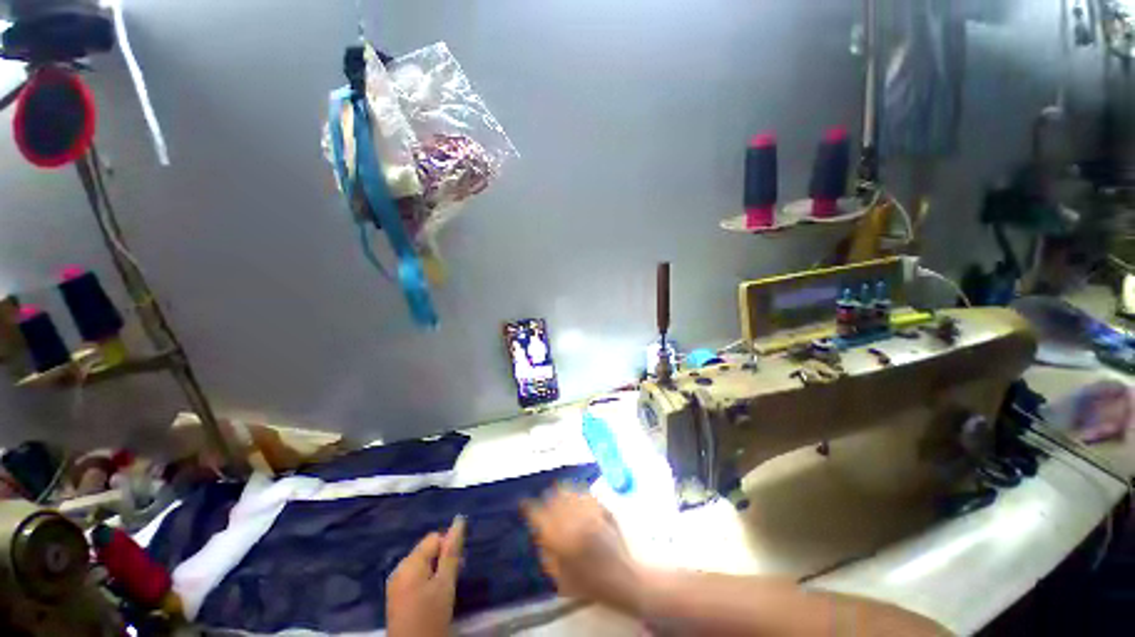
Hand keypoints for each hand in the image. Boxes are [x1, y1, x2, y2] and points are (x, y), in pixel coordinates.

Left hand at [387, 516, 465, 636]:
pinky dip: (427, 581)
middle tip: (454, 577)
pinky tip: (433, 597)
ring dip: (436, 570)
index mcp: (409, 563)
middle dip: (443, 558)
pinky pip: (415, 577)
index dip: (449, 547)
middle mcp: (399, 568)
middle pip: (426, 550)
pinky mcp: (396, 596)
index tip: (459, 565)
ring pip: (422, 564)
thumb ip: (452, 552)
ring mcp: (395, 584)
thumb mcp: (446, 583)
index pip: (434, 538)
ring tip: (445, 588)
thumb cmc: (431, 616)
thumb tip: (459, 520)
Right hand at [522, 488, 643, 613]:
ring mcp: (589, 512)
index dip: (529, 507)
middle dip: (546, 497)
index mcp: (560, 539)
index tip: (524, 503)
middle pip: (554, 498)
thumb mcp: (560, 578)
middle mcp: (573, 521)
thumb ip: (547, 554)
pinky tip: (576, 493)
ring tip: (557, 491)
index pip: (539, 515)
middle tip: (543, 499)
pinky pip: (585, 493)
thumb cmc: (590, 584)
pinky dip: (577, 491)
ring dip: (561, 490)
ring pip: (569, 491)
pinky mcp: (601, 509)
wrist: (622, 579)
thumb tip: (540, 534)